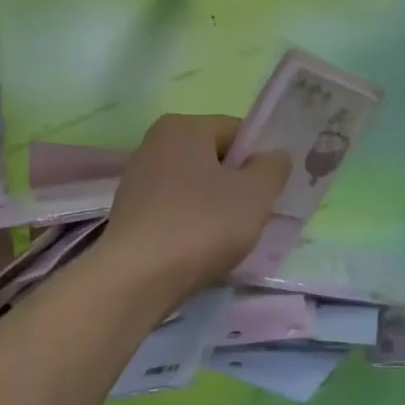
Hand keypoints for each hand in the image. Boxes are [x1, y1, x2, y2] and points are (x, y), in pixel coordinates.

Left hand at [100, 114, 290, 296]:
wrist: (137, 278)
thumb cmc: (201, 225)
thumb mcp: (255, 194)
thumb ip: (272, 168)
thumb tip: (273, 156)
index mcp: (182, 127)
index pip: (237, 132)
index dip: (259, 160)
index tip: (267, 194)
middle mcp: (154, 144)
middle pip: (214, 159)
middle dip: (237, 186)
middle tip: (249, 219)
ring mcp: (138, 179)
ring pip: (195, 187)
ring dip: (215, 209)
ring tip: (223, 240)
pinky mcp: (130, 213)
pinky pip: (175, 210)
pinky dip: (190, 225)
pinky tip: (197, 250)